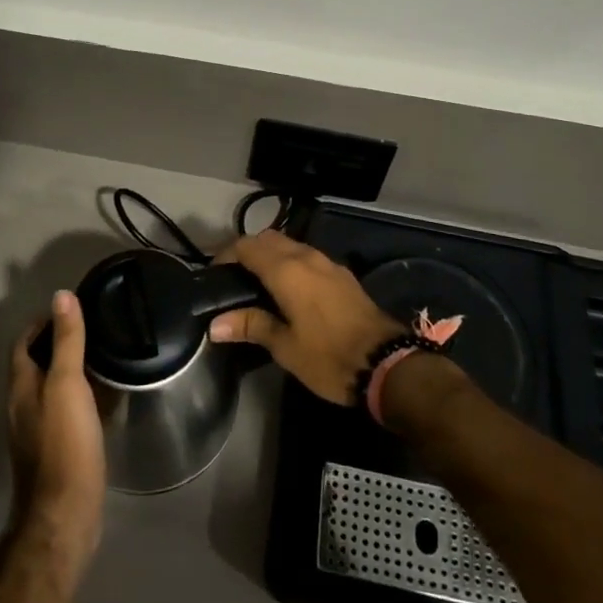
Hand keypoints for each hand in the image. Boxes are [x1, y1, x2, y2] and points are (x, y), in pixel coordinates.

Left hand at [8, 291, 106, 565]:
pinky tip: (106, 398)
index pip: (23, 343)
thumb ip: (67, 341)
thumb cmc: (65, 443)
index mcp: (21, 387)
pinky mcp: (56, 451)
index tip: (70, 309)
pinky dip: (82, 398)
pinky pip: (67, 412)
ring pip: (53, 389)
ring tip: (103, 356)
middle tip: (93, 328)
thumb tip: (61, 295)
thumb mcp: (68, 384)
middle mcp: (23, 406)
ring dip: (72, 371)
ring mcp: (38, 431)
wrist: (65, 513)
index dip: (42, 323)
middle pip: (37, 365)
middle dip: (59, 345)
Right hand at [209, 230, 404, 404]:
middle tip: (236, 278)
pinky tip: (291, 291)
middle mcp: (306, 257)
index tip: (215, 274)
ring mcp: (328, 263)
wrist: (386, 363)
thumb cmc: (329, 356)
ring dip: (272, 256)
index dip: (227, 255)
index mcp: (286, 270)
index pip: (246, 246)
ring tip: (260, 284)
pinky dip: (292, 264)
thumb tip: (215, 324)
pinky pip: (308, 257)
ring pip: (291, 245)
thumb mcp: (285, 347)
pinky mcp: (343, 275)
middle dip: (249, 251)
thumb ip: (251, 326)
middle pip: (269, 239)